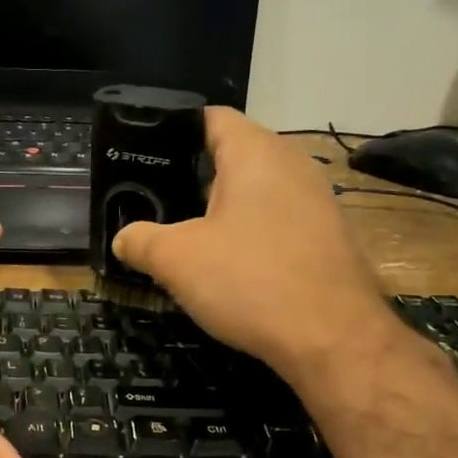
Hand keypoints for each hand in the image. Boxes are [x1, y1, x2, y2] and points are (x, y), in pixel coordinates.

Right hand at [112, 109, 396, 380]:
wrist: (334, 339)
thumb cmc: (250, 280)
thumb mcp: (176, 260)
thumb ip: (140, 241)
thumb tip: (123, 238)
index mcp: (255, 152)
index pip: (211, 117)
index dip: (173, 130)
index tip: (143, 154)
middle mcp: (292, 164)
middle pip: (233, 154)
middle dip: (192, 175)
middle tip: (154, 199)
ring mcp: (316, 200)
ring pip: (256, 190)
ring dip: (221, 209)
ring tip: (184, 232)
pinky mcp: (327, 236)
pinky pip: (277, 219)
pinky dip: (249, 233)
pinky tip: (228, 264)